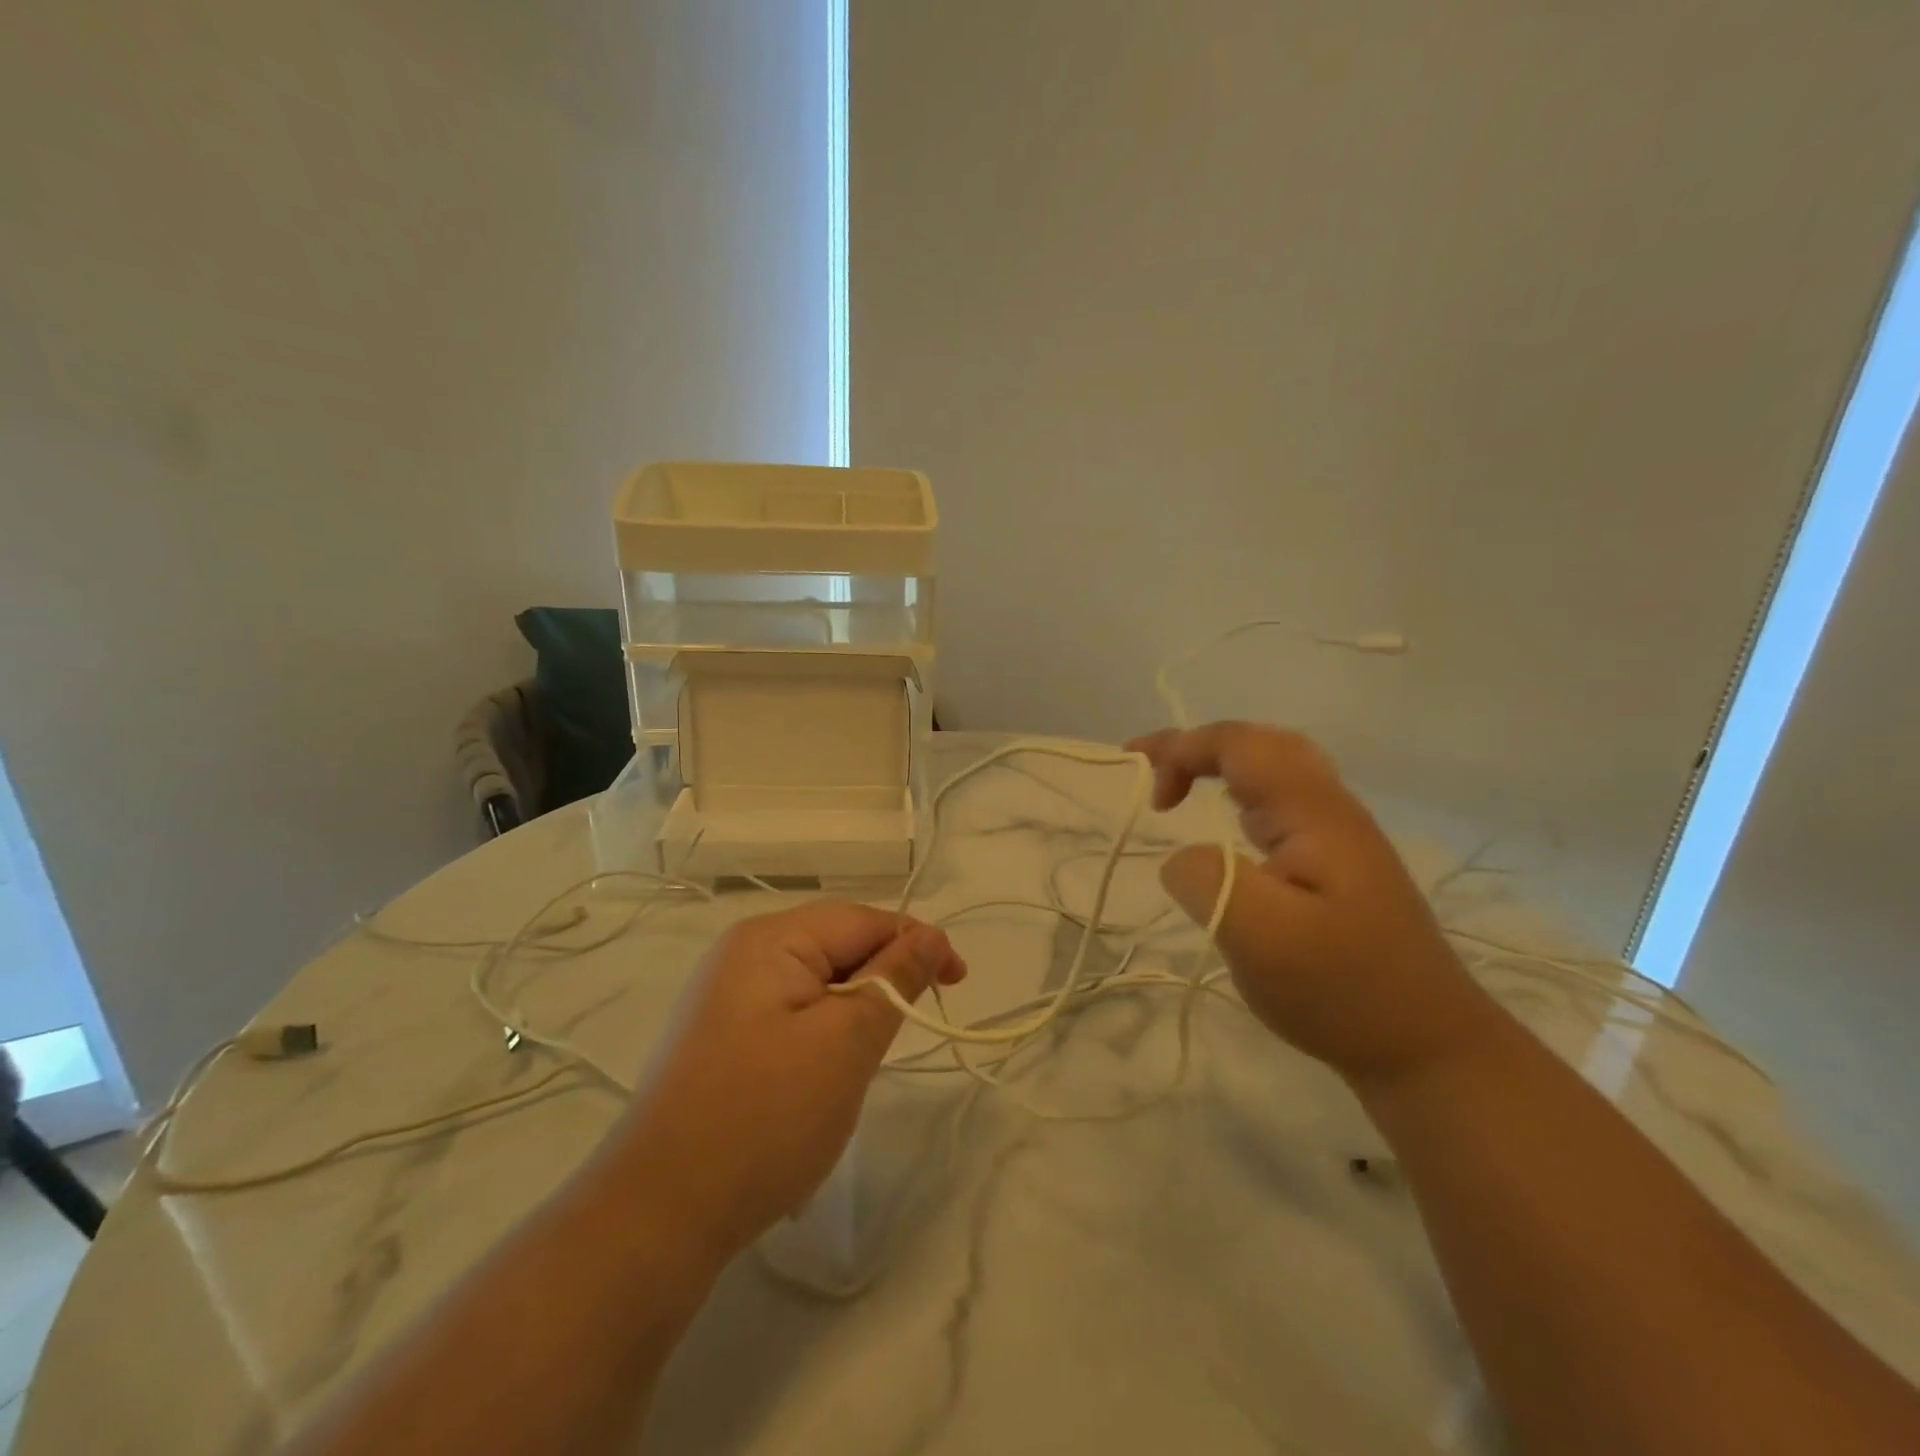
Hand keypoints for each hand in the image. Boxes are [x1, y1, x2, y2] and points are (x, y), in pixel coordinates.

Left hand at [612, 902, 965, 1267]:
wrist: (658, 1215)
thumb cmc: (764, 1118)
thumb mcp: (846, 1042)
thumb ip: (894, 979)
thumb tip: (931, 936)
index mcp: (770, 939)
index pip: (863, 920)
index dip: (917, 943)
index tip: (958, 983)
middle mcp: (743, 953)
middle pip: (837, 947)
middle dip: (882, 980)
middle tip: (912, 1030)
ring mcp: (725, 996)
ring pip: (816, 984)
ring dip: (853, 1012)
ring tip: (864, 1061)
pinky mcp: (720, 1036)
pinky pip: (790, 1014)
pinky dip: (822, 1034)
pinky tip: (822, 1076)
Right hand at [1128, 722, 1498, 1085]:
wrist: (1429, 1045)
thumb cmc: (1343, 989)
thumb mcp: (1260, 938)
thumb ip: (1206, 879)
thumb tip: (1181, 858)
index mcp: (1314, 813)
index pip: (1240, 744)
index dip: (1182, 748)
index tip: (1146, 793)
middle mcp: (1330, 810)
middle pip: (1262, 743)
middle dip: (1199, 745)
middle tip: (1151, 769)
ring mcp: (1339, 836)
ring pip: (1277, 768)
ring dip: (1221, 765)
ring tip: (1179, 787)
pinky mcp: (1339, 864)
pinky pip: (1283, 801)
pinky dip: (1241, 793)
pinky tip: (1232, 825)